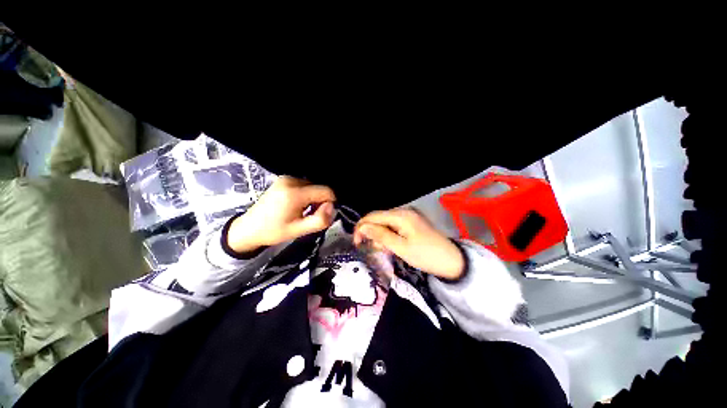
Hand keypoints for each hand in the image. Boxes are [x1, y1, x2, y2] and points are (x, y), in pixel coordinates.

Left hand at [227, 176, 335, 253]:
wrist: (249, 228)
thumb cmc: (274, 231)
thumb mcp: (299, 230)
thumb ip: (320, 220)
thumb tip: (332, 207)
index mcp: (295, 193)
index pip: (326, 191)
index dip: (329, 203)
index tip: (320, 215)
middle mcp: (291, 180)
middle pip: (320, 187)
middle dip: (321, 201)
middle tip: (309, 215)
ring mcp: (287, 178)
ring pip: (313, 186)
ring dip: (314, 198)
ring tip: (302, 211)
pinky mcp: (284, 179)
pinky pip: (305, 185)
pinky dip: (306, 195)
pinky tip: (297, 205)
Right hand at [354, 208, 464, 279]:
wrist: (452, 261)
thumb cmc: (426, 255)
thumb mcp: (401, 248)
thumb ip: (381, 236)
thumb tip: (363, 227)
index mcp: (401, 215)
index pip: (373, 216)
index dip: (362, 227)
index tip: (356, 242)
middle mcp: (403, 211)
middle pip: (379, 218)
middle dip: (371, 232)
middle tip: (372, 249)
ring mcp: (408, 216)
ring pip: (385, 223)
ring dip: (380, 235)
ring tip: (385, 250)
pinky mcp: (411, 223)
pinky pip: (393, 226)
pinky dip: (389, 235)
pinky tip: (391, 246)